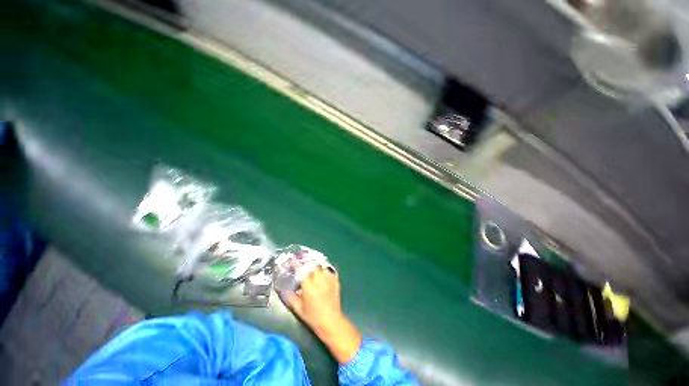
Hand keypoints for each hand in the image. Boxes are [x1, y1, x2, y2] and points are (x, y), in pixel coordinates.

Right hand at [282, 266, 361, 363]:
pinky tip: (321, 270)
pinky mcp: (335, 280)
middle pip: (313, 265)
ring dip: (315, 263)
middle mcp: (320, 280)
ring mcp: (329, 279)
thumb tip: (282, 289)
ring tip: (311, 264)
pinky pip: (329, 270)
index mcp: (309, 287)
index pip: (301, 271)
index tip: (292, 259)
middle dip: (306, 261)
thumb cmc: (313, 317)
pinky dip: (324, 268)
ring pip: (322, 265)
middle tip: (302, 261)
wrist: (331, 321)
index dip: (296, 264)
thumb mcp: (298, 309)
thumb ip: (290, 297)